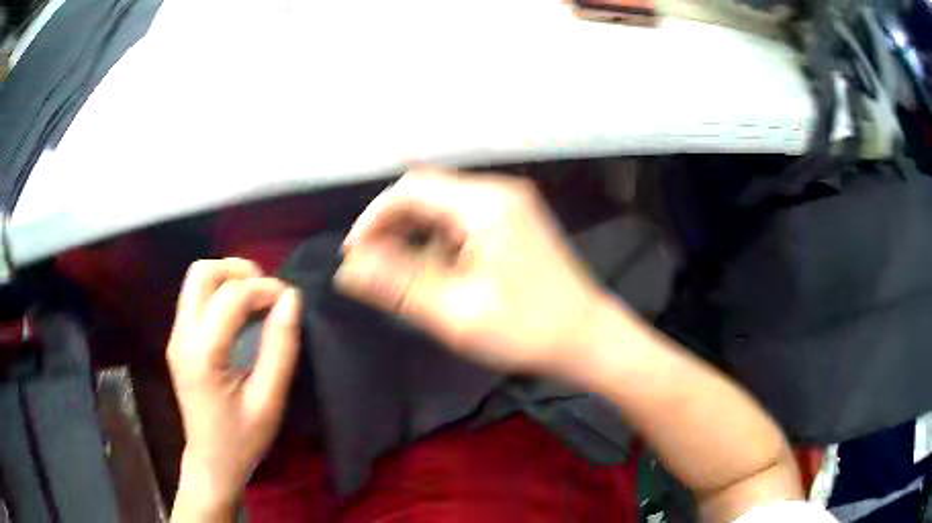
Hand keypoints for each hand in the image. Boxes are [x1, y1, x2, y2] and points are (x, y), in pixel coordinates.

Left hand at [166, 259, 301, 518]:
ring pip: (196, 279)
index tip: (291, 301)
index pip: (230, 296)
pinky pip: (196, 297)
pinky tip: (241, 314)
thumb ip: (280, 347)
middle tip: (267, 293)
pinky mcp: (179, 340)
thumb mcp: (269, 400)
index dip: (265, 288)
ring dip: (228, 278)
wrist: (211, 462)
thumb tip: (291, 299)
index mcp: (202, 354)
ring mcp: (176, 336)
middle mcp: (181, 336)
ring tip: (256, 299)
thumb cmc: (242, 439)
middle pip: (202, 273)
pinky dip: (221, 292)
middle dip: (239, 271)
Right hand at [335, 167, 610, 375]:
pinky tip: (436, 274)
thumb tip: (348, 269)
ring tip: (400, 276)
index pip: (411, 189)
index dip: (374, 218)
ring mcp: (510, 207)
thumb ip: (397, 285)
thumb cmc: (528, 329)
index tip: (355, 255)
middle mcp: (498, 193)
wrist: (588, 338)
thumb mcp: (455, 311)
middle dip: (392, 227)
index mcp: (485, 204)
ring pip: (443, 208)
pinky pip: (463, 222)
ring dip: (414, 236)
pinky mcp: (514, 224)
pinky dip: (439, 243)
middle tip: (372, 268)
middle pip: (427, 193)